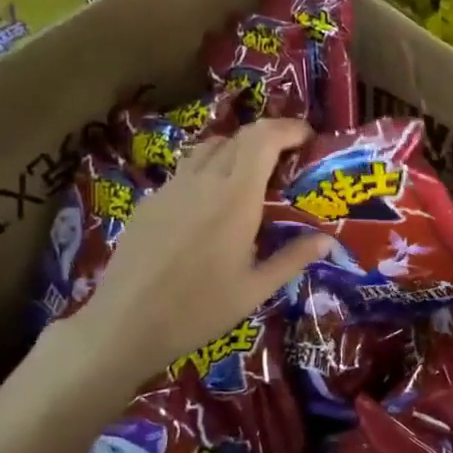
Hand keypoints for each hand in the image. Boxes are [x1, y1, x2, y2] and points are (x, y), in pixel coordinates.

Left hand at [61, 119, 330, 393]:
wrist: (125, 324)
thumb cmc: (199, 310)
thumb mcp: (255, 289)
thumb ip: (292, 258)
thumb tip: (327, 240)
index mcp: (235, 198)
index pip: (263, 139)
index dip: (288, 128)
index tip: (308, 137)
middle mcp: (203, 182)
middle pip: (238, 137)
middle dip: (268, 137)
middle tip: (288, 157)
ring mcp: (171, 189)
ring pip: (208, 149)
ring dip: (237, 150)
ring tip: (252, 175)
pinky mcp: (150, 202)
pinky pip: (186, 172)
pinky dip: (209, 171)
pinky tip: (212, 206)